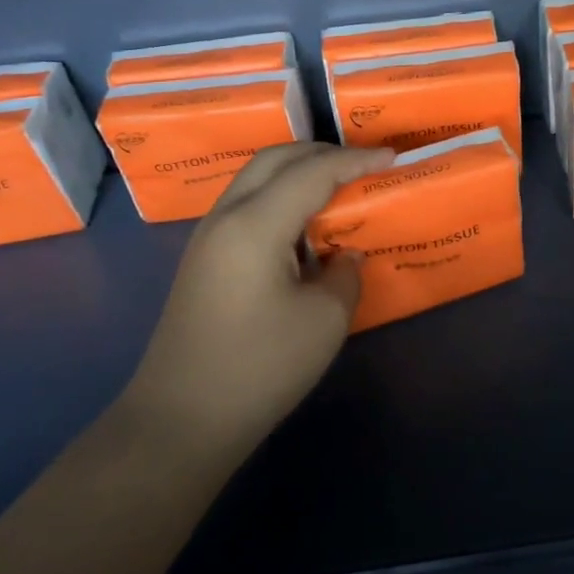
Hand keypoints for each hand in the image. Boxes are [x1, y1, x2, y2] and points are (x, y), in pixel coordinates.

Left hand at [130, 143, 393, 453]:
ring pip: (256, 179)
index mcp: (256, 224)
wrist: (181, 420)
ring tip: (337, 186)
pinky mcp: (203, 260)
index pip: (313, 172)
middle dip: (322, 153)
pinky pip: (246, 204)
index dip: (355, 160)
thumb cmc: (259, 368)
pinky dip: (280, 196)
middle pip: (275, 160)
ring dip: (297, 172)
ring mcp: (208, 237)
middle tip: (363, 163)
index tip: (392, 157)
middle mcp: (226, 217)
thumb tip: (344, 255)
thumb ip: (345, 275)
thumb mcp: (324, 321)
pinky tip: (303, 225)